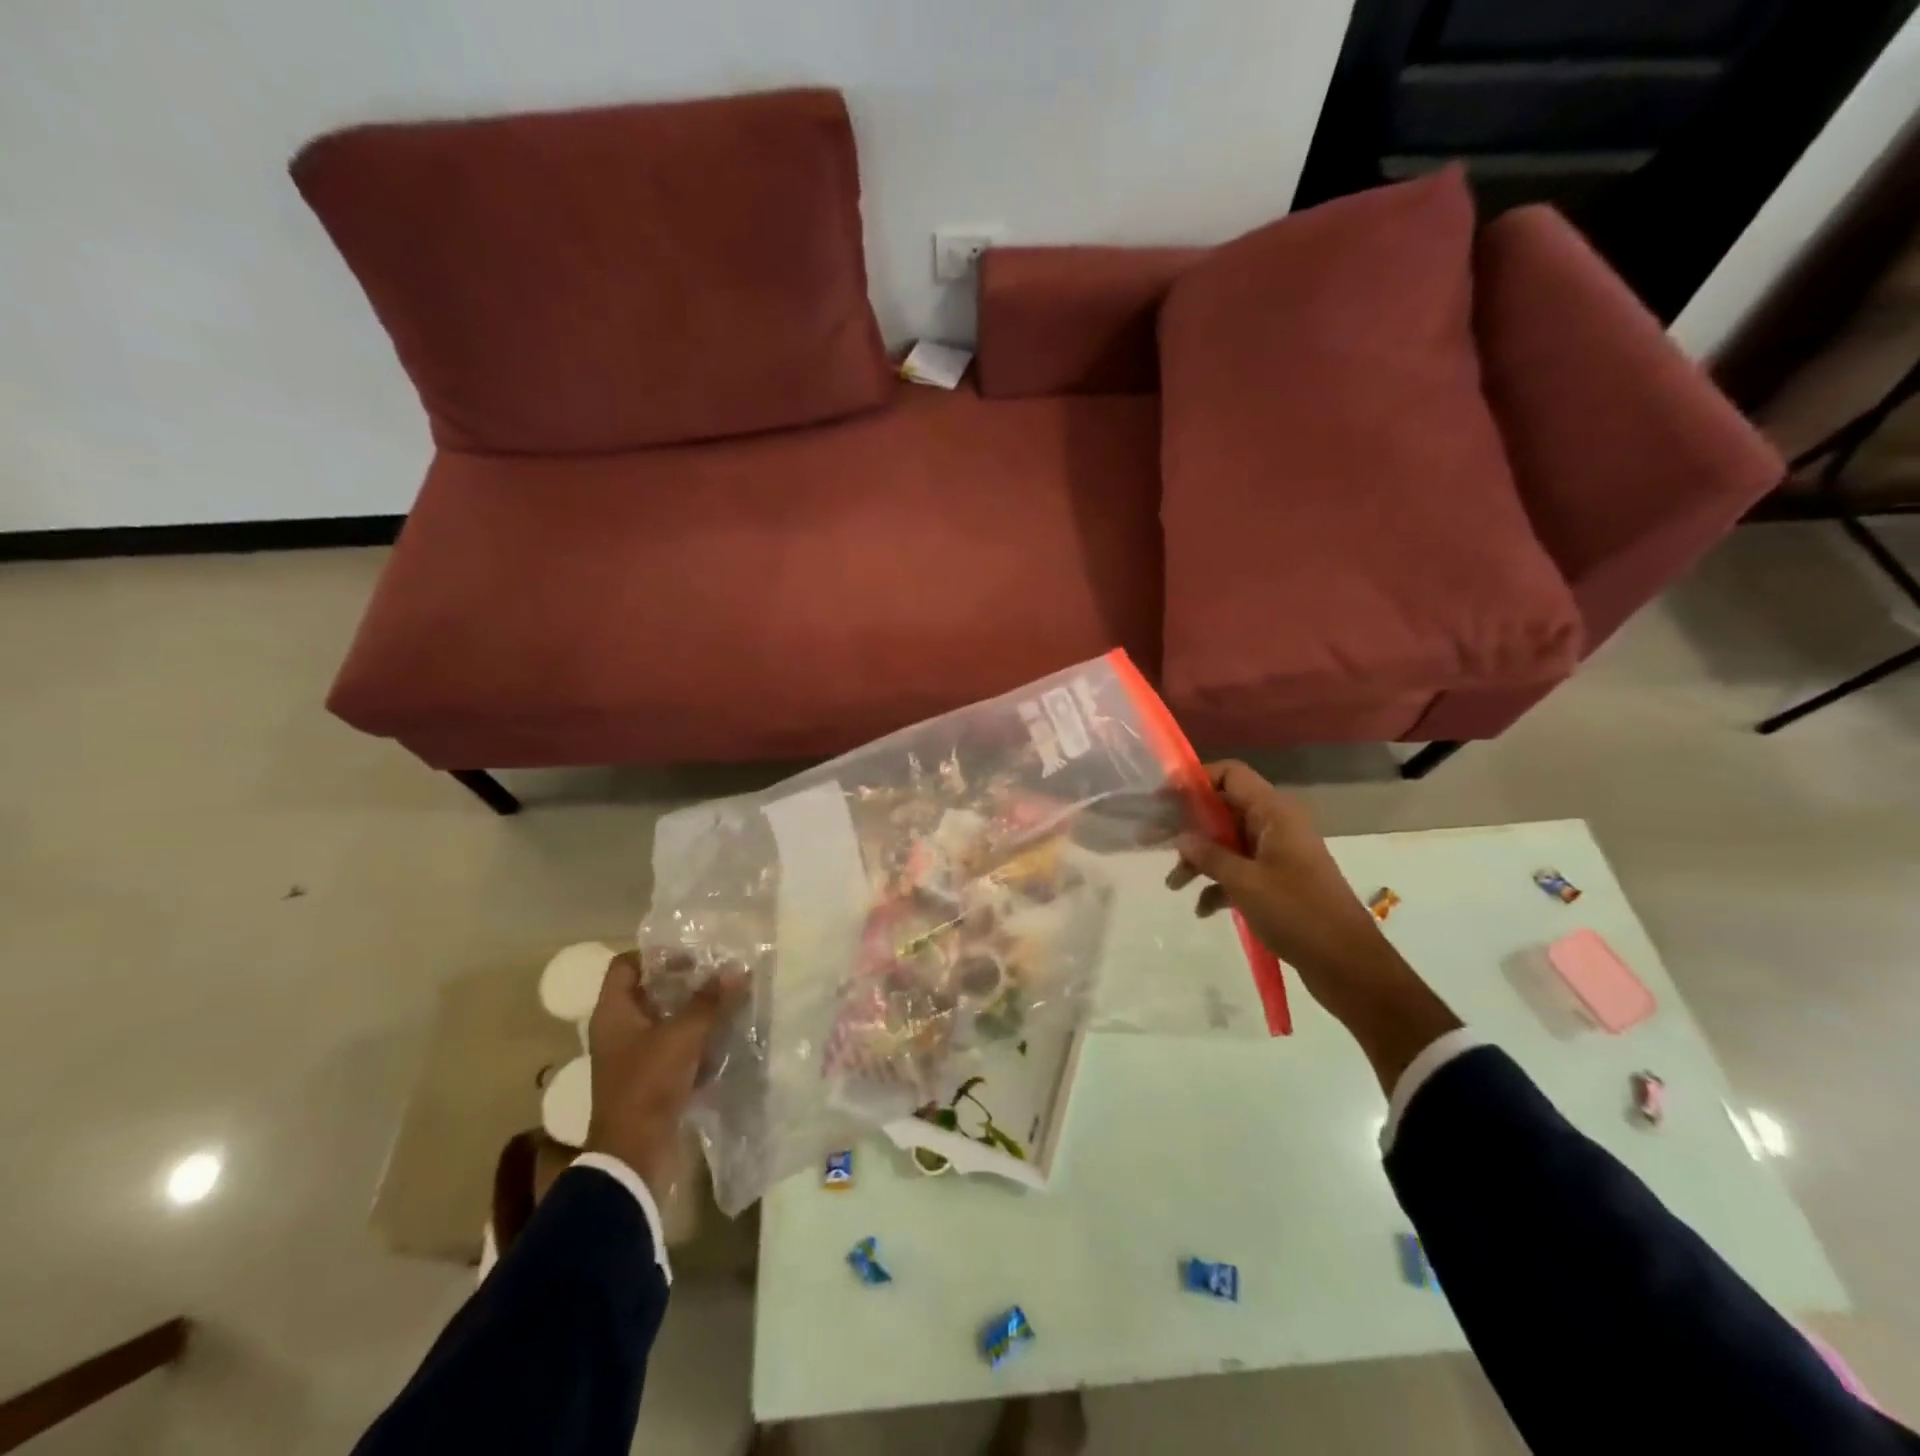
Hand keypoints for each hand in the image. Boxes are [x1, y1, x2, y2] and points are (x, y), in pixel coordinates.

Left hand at [584, 951, 746, 1198]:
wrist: (633, 1154)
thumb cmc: (648, 1084)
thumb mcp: (683, 1036)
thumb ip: (709, 1001)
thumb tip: (737, 969)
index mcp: (614, 1013)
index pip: (626, 965)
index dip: (655, 954)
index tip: (691, 954)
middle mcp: (619, 1030)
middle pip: (650, 991)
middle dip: (685, 981)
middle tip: (719, 973)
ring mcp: (634, 1056)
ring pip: (666, 1020)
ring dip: (695, 1010)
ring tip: (729, 999)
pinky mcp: (651, 1078)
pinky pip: (675, 1047)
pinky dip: (697, 1039)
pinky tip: (725, 1035)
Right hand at [1167, 761, 1459, 1091]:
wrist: (1347, 964)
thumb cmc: (1297, 913)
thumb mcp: (1244, 882)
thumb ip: (1208, 855)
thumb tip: (1181, 836)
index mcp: (1274, 813)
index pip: (1230, 775)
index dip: (1196, 781)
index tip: (1163, 800)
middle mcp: (1276, 825)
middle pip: (1224, 810)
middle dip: (1191, 827)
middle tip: (1156, 842)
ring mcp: (1278, 854)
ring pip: (1229, 843)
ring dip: (1201, 860)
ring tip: (1174, 885)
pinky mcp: (1279, 882)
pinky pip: (1240, 870)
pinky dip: (1219, 884)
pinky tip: (1202, 909)